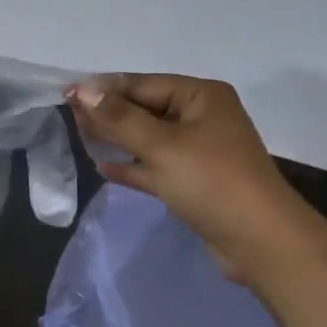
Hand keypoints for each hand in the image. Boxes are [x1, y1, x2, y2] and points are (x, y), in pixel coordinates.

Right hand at [68, 74, 309, 283]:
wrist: (260, 242)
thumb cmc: (211, 181)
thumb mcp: (161, 146)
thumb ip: (119, 118)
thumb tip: (81, 90)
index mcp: (201, 97)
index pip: (143, 84)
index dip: (104, 89)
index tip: (67, 96)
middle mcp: (202, 117)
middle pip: (145, 109)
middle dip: (109, 113)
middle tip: (69, 117)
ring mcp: (199, 151)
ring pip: (148, 138)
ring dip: (117, 138)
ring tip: (81, 137)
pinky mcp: (194, 181)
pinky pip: (155, 165)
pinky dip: (132, 165)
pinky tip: (104, 166)